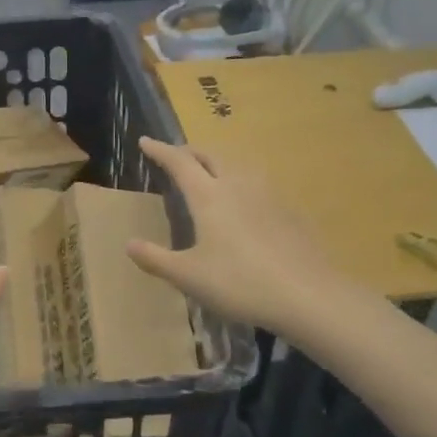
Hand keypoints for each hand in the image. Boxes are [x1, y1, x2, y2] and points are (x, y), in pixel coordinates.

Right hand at [126, 136, 344, 335]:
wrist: (307, 294)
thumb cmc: (239, 283)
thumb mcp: (188, 276)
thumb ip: (155, 259)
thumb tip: (129, 244)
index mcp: (209, 196)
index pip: (179, 163)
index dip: (160, 151)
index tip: (145, 141)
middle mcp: (238, 185)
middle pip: (211, 155)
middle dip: (190, 152)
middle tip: (175, 157)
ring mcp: (268, 195)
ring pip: (238, 166)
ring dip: (218, 163)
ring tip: (209, 175)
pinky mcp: (289, 211)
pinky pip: (258, 184)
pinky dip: (241, 183)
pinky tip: (245, 204)